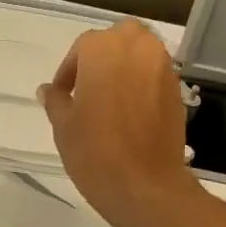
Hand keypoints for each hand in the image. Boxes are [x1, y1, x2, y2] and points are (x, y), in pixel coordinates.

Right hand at [37, 19, 198, 226]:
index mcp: (103, 50)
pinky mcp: (177, 91)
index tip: (62, 94)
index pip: (82, 48)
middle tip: (87, 88)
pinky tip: (130, 113)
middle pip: (118, 40)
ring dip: (124, 68)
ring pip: (141, 54)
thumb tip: (48, 90)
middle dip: (102, 57)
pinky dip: (142, 84)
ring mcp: (163, 68)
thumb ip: (55, 101)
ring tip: (109, 100)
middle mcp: (137, 48)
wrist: (145, 186)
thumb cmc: (95, 153)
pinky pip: (155, 76)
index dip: (69, 71)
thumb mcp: (63, 126)